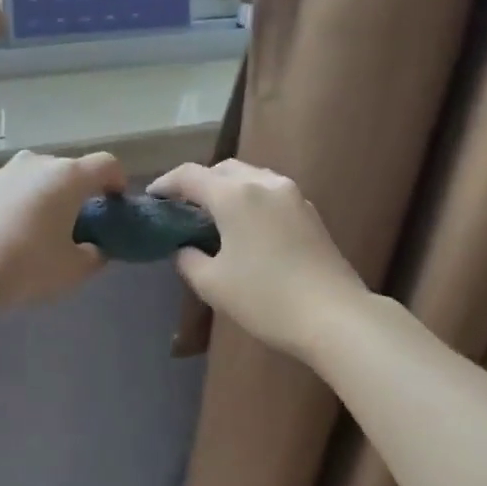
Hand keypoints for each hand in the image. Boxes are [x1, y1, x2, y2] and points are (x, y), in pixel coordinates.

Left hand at [0, 149, 127, 312]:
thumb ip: (93, 256)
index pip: (105, 164)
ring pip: (28, 181)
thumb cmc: (25, 268)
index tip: (116, 200)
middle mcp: (32, 165)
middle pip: (64, 171)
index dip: (116, 180)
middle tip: (73, 224)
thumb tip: (93, 249)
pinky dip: (7, 209)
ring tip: (32, 234)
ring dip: (37, 199)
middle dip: (74, 193)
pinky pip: (0, 195)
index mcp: (66, 178)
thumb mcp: (73, 272)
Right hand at [147, 159, 367, 359]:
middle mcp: (264, 183)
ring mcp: (292, 195)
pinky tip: (244, 226)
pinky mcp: (309, 212)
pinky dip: (249, 199)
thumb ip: (188, 259)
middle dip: (198, 183)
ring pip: (250, 177)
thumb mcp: (212, 284)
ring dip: (226, 189)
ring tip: (212, 216)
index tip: (151, 198)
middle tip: (181, 208)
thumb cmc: (265, 298)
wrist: (334, 316)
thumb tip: (184, 248)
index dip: (166, 184)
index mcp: (235, 195)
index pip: (190, 175)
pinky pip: (269, 192)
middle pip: (222, 169)